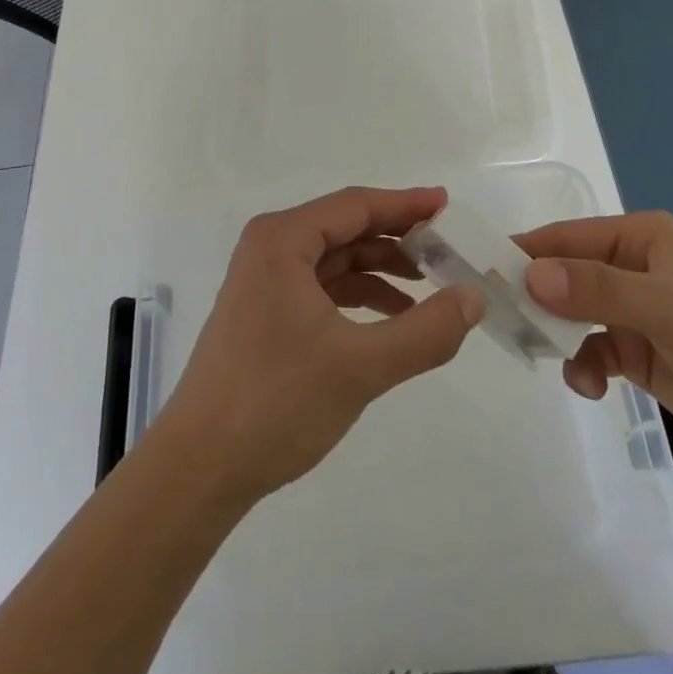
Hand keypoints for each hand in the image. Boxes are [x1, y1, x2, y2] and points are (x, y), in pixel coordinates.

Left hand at [153, 186, 483, 505]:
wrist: (199, 468)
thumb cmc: (275, 402)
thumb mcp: (361, 366)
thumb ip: (425, 332)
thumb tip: (473, 298)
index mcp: (283, 240)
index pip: (356, 205)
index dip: (406, 205)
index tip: (448, 205)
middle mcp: (270, 248)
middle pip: (346, 229)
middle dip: (397, 240)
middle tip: (448, 253)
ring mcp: (264, 281)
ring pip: (336, 260)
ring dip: (381, 271)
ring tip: (430, 290)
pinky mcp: (265, 313)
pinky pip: (323, 289)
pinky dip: (359, 298)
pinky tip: (392, 321)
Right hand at [519, 211, 672, 474]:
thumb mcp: (667, 309)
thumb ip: (598, 290)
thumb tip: (529, 275)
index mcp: (640, 238)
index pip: (567, 237)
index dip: (526, 252)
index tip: (481, 272)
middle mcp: (632, 268)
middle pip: (565, 275)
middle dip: (536, 298)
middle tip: (502, 323)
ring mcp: (635, 312)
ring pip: (573, 315)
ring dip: (559, 337)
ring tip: (553, 360)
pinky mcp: (639, 353)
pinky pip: (592, 350)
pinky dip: (583, 365)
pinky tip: (591, 386)